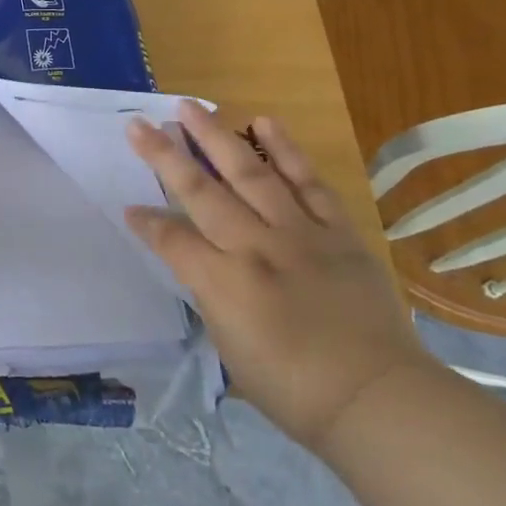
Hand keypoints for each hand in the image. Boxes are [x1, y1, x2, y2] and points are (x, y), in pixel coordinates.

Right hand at [124, 104, 435, 450]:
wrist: (376, 398)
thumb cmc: (292, 389)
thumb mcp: (229, 347)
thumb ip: (211, 295)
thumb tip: (201, 264)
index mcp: (224, 281)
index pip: (172, 239)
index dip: (147, 223)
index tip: (129, 208)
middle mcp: (256, 246)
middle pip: (201, 191)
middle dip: (165, 156)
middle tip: (139, 123)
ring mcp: (299, 234)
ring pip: (251, 173)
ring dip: (216, 137)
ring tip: (191, 108)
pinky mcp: (338, 232)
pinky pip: (308, 183)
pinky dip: (287, 151)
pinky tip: (266, 123)